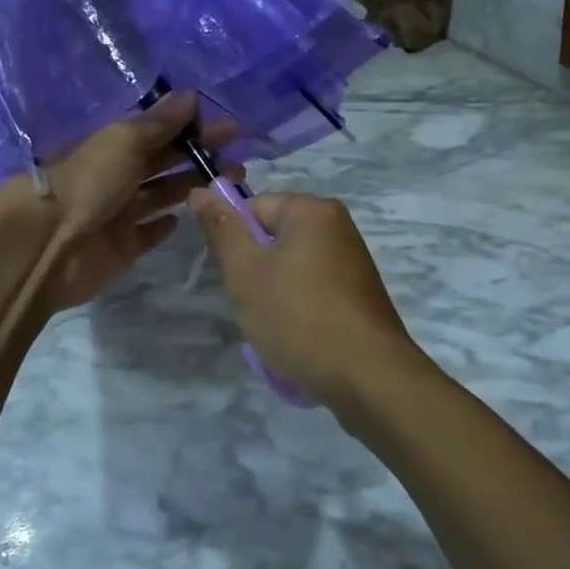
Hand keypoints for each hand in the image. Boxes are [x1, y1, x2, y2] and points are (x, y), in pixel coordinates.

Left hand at [34, 91, 237, 311]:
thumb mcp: (125, 140)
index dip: (192, 127)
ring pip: (162, 195)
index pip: (159, 130)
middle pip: (164, 161)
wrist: (48, 244)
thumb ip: (160, 122)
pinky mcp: (123, 247)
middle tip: (239, 159)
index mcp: (114, 144)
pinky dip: (165, 224)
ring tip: (229, 184)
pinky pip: (148, 233)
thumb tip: (191, 95)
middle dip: (199, 157)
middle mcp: (117, 175)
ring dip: (191, 187)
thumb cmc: (89, 182)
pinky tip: (185, 218)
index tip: (229, 128)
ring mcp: (119, 213)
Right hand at [187, 189, 418, 408]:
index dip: (235, 243)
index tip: (236, 279)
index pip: (253, 208)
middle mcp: (338, 226)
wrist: (369, 377)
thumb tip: (201, 191)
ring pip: (290, 270)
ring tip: (276, 329)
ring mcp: (352, 262)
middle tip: (254, 307)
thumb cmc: (299, 316)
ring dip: (273, 297)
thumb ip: (222, 228)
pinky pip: (313, 293)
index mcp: (313, 210)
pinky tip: (298, 340)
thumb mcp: (246, 271)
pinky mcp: (359, 296)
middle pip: (272, 239)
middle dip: (254, 273)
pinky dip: (299, 312)